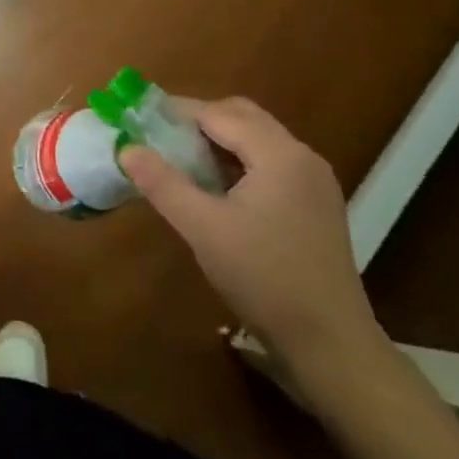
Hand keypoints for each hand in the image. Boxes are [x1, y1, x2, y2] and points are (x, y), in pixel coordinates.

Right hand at [119, 97, 382, 378]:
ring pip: (259, 140)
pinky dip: (240, 162)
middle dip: (200, 120)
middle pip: (244, 117)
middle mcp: (302, 156)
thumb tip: (127, 148)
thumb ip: (163, 184)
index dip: (178, 112)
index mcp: (279, 154)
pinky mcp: (317, 205)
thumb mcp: (204, 229)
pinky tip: (217, 188)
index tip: (142, 119)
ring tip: (182, 160)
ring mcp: (315, 181)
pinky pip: (272, 164)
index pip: (219, 114)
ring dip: (221, 141)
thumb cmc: (264, 279)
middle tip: (161, 136)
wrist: (331, 345)